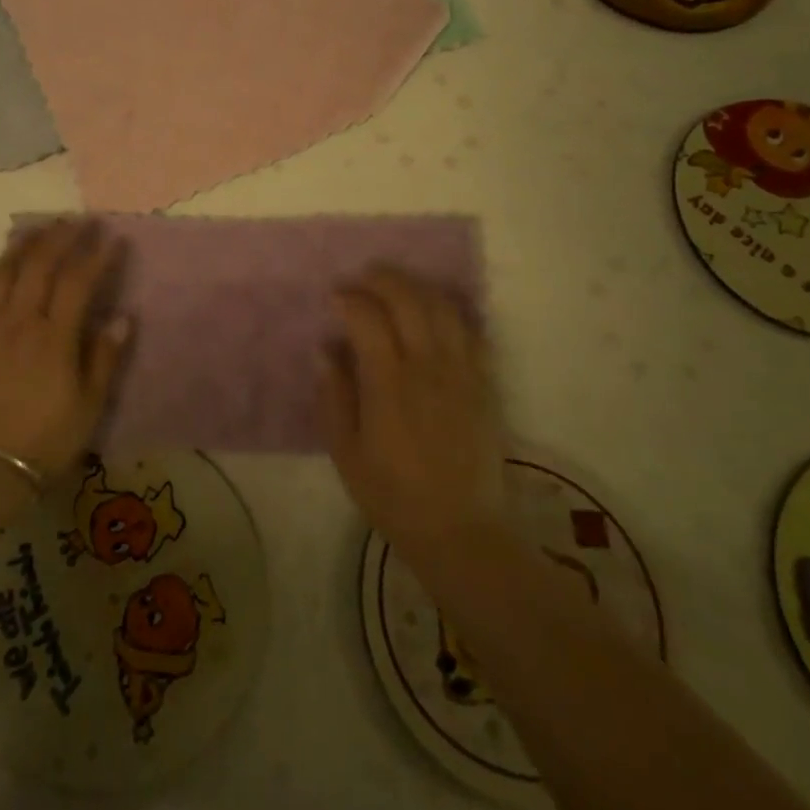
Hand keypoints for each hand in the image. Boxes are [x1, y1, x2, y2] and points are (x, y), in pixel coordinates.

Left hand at [0, 221, 131, 481]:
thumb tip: (122, 317)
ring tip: (36, 230)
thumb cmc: (42, 441)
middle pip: (40, 265)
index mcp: (54, 337)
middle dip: (61, 237)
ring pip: (2, 273)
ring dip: (21, 246)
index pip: (78, 281)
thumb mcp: (88, 406)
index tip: (112, 237)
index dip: (96, 256)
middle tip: (77, 221)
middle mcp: (19, 321)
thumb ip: (104, 358)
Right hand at [320, 266, 510, 564]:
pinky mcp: (484, 384)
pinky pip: (471, 332)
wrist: (460, 531)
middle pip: (409, 300)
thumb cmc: (393, 495)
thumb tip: (324, 349)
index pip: (368, 318)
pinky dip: (451, 312)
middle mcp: (428, 367)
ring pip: (443, 308)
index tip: (335, 297)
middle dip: (383, 279)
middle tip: (363, 278)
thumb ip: (333, 396)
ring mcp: (462, 373)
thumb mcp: (346, 452)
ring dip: (418, 288)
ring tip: (397, 288)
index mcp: (389, 384)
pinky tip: (435, 314)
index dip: (349, 298)